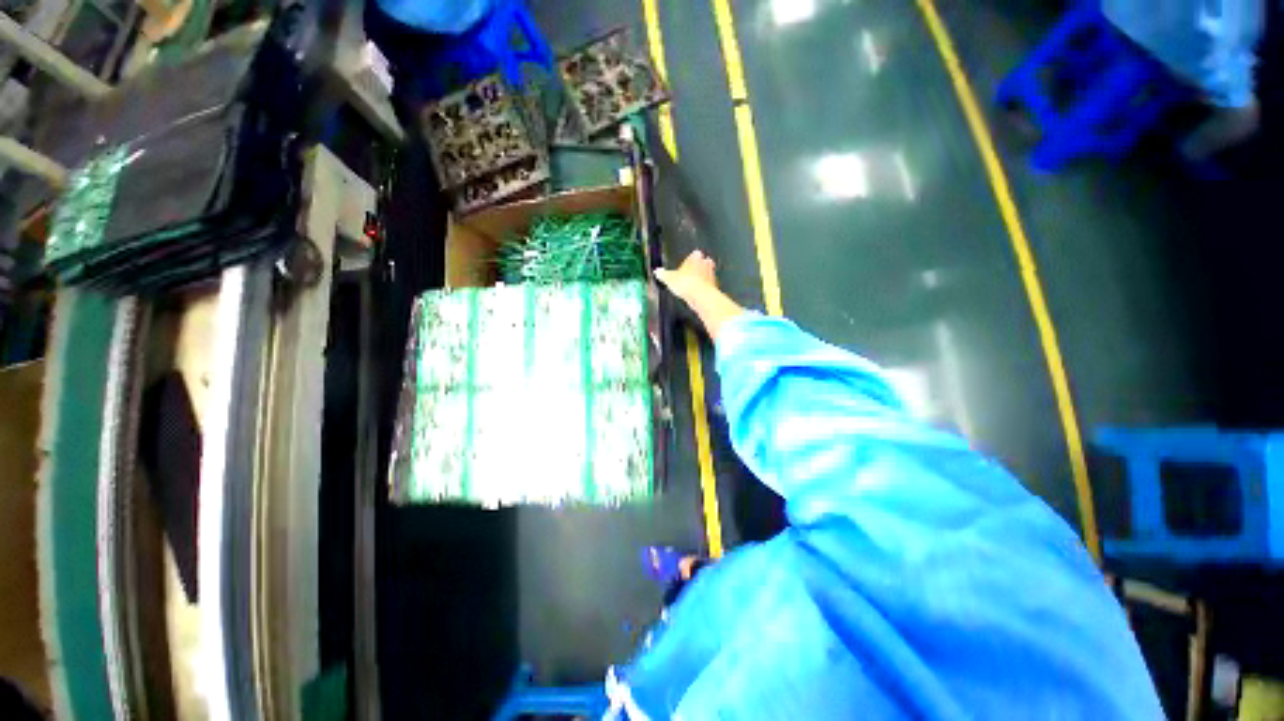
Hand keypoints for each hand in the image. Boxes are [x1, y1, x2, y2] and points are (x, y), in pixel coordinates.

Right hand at [655, 250, 743, 342]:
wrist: (700, 295)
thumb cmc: (686, 283)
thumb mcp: (669, 279)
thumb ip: (663, 274)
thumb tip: (657, 272)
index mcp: (694, 258)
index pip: (695, 254)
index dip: (692, 257)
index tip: (690, 260)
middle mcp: (705, 264)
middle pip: (704, 262)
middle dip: (701, 266)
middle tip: (695, 271)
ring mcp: (711, 275)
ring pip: (709, 273)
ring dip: (705, 276)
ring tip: (697, 282)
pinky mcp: (714, 286)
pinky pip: (710, 285)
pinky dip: (706, 288)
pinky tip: (700, 292)